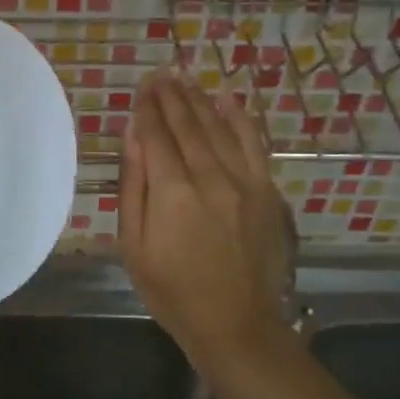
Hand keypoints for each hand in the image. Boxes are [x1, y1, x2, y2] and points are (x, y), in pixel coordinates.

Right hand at [119, 72, 294, 365]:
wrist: (236, 324)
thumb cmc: (172, 291)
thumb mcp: (134, 245)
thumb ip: (133, 186)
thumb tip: (132, 137)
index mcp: (172, 192)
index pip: (156, 135)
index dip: (147, 108)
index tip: (141, 87)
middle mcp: (210, 176)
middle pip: (188, 125)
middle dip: (171, 96)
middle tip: (159, 74)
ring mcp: (244, 182)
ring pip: (219, 128)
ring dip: (200, 100)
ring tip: (185, 79)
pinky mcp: (266, 192)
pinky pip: (254, 144)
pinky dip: (241, 119)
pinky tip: (228, 100)